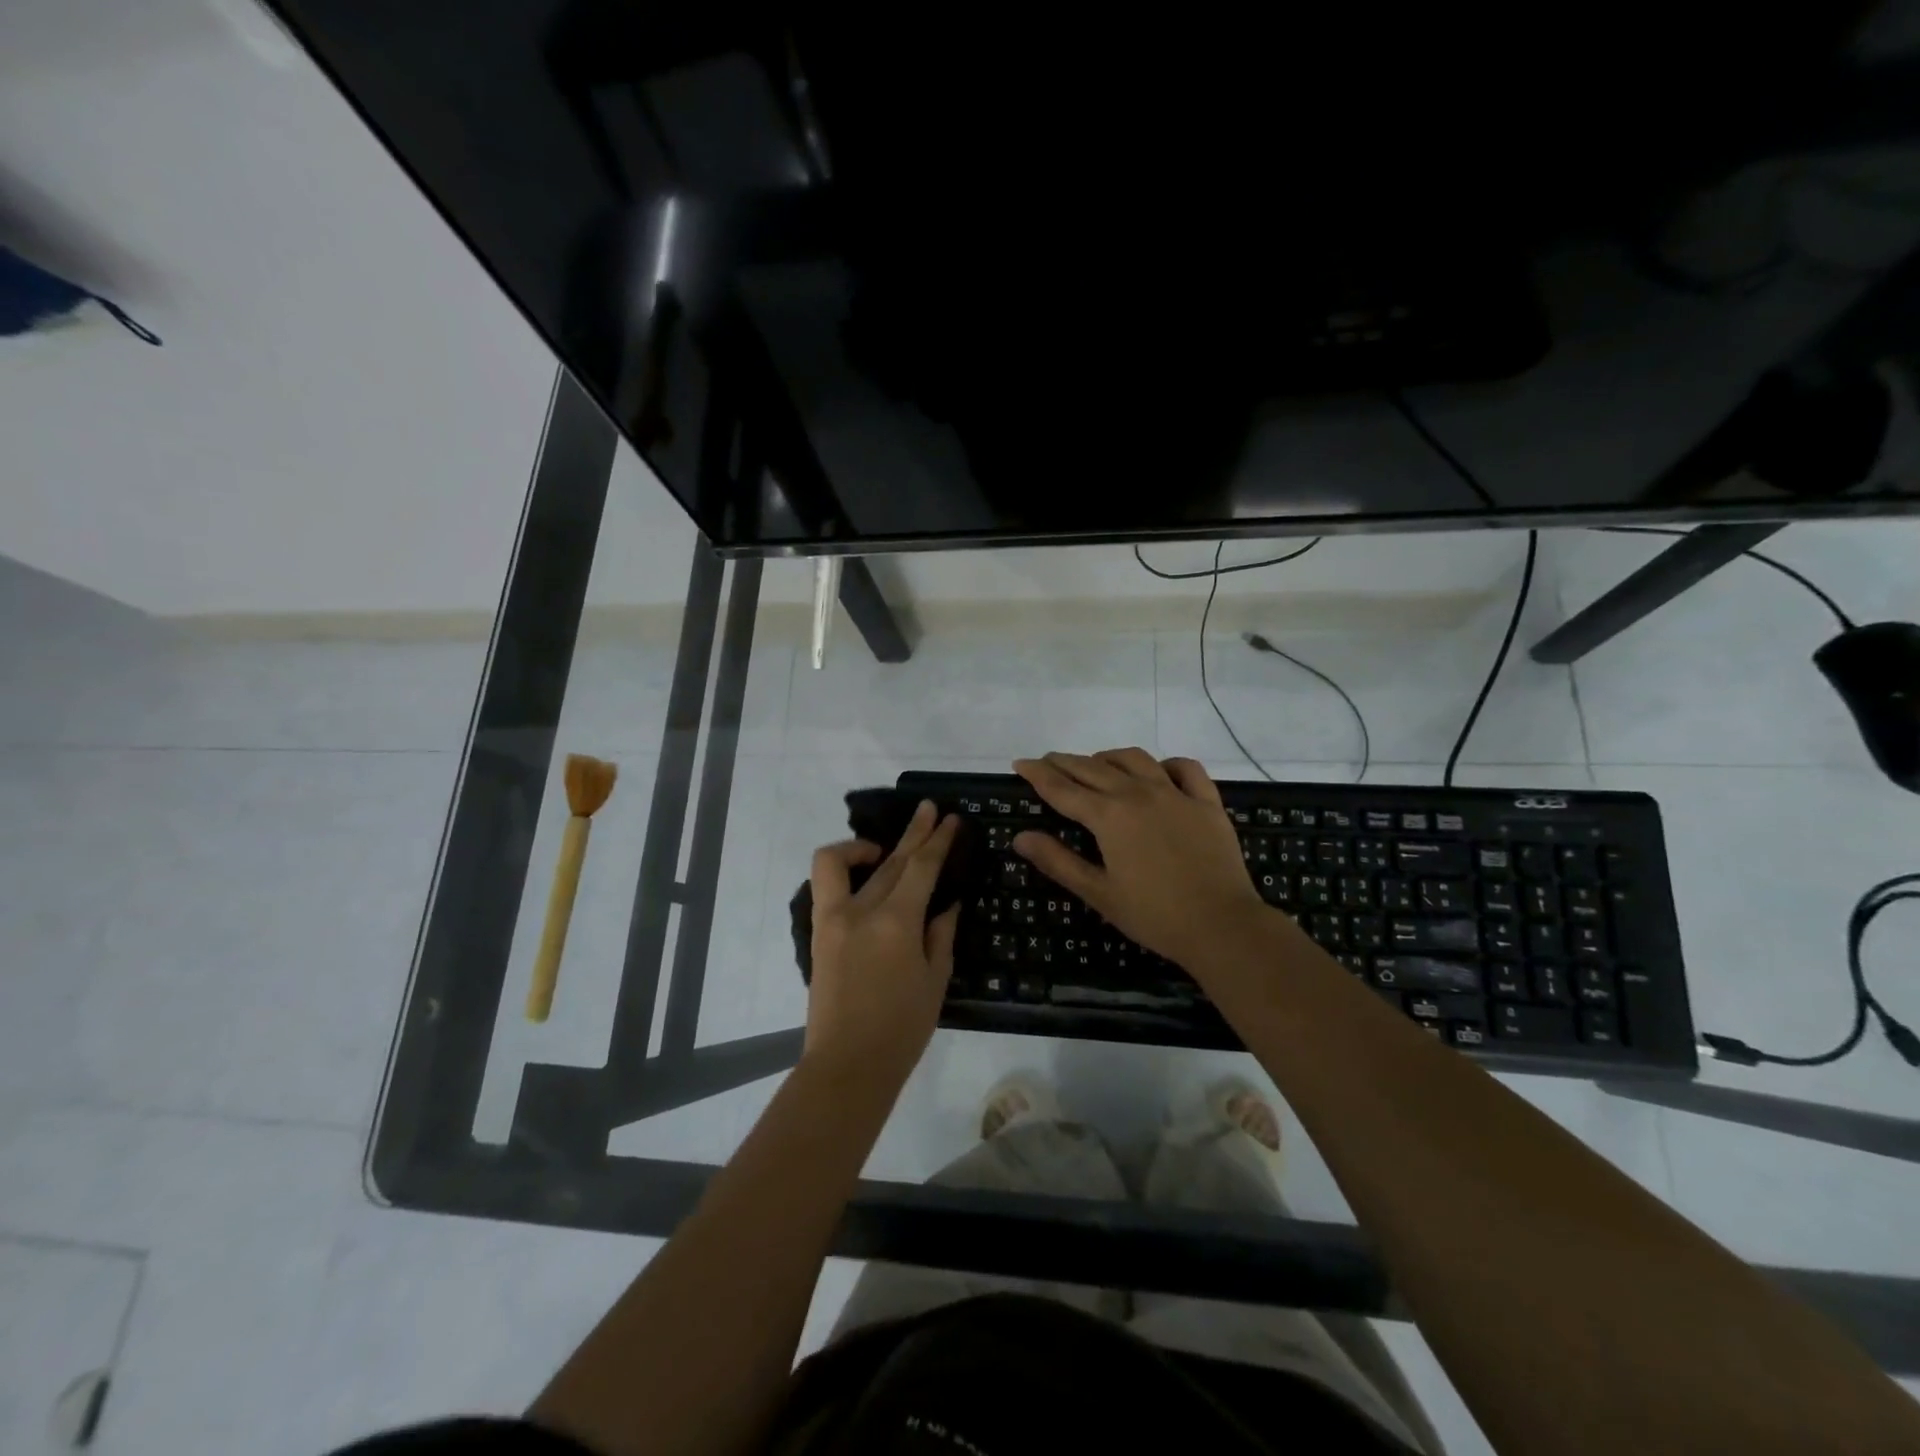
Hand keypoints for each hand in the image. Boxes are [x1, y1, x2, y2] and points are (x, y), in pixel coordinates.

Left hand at [803, 801, 960, 1095]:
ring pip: (848, 863)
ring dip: (871, 845)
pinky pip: (828, 883)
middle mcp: (861, 910)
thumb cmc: (901, 1029)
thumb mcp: (935, 980)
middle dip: (915, 833)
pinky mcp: (819, 931)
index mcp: (896, 922)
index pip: (921, 867)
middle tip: (930, 810)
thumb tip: (946, 902)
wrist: (847, 1065)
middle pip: (891, 859)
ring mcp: (833, 918)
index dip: (939, 841)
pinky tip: (867, 872)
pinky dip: (845, 867)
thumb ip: (941, 934)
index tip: (951, 820)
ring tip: (891, 844)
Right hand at [1011, 749, 1270, 970]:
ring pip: (1135, 759)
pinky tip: (1158, 772)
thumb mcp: (1098, 893)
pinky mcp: (1206, 802)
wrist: (1222, 925)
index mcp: (1109, 815)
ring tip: (1096, 764)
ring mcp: (1175, 794)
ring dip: (1108, 757)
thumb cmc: (1154, 915)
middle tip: (1047, 761)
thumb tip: (1021, 837)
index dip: (1038, 774)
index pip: (1062, 788)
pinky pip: (1185, 769)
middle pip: (1093, 768)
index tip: (1019, 763)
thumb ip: (1058, 861)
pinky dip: (1165, 764)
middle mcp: (1138, 793)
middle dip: (1066, 762)